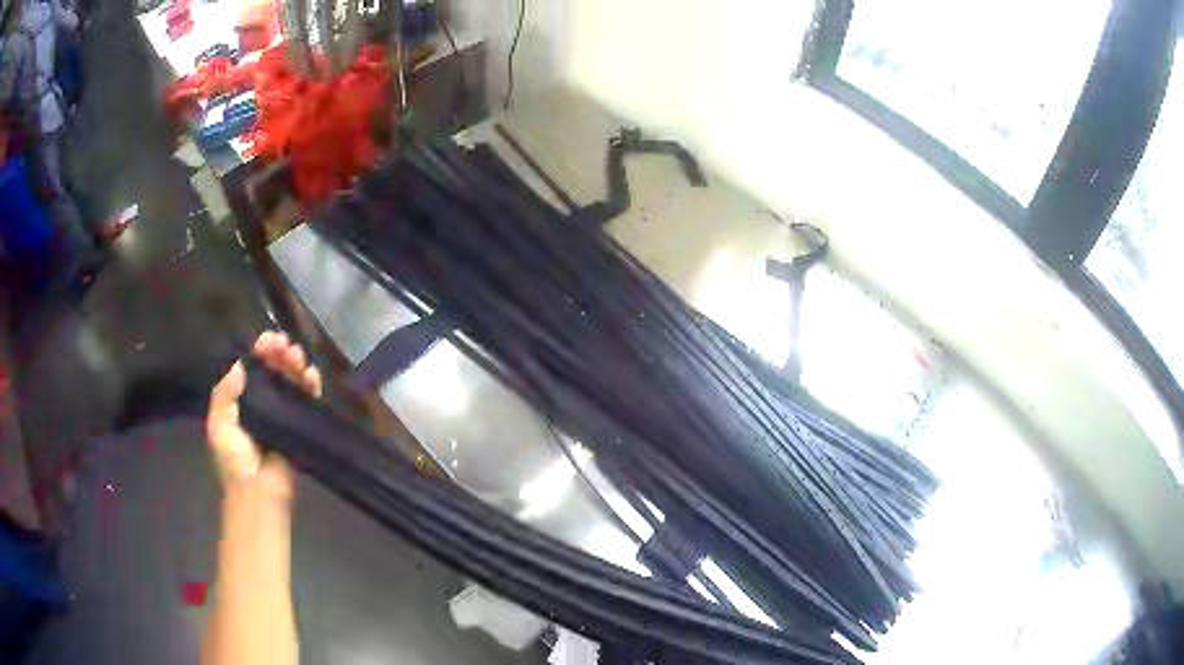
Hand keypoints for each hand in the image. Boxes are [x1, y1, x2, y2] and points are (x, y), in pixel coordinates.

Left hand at [207, 332, 321, 502]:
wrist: (258, 491)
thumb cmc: (235, 460)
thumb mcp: (219, 425)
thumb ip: (224, 394)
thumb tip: (240, 364)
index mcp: (241, 402)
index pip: (251, 370)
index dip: (259, 353)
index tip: (266, 340)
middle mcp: (262, 404)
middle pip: (273, 371)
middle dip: (279, 354)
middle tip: (283, 343)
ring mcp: (283, 414)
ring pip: (291, 381)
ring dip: (295, 364)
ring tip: (296, 355)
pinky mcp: (301, 425)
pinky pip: (308, 401)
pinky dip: (311, 385)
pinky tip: (311, 374)